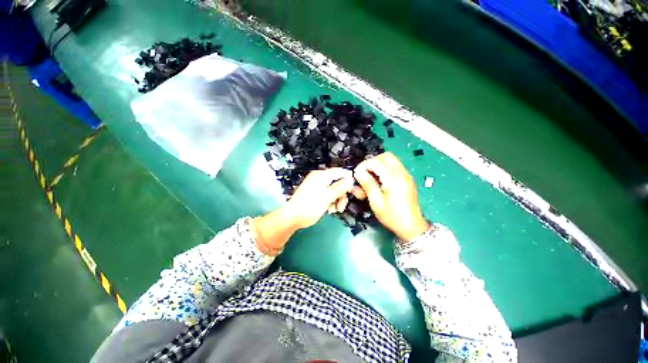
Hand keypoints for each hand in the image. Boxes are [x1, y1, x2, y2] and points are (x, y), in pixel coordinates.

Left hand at [284, 168, 354, 228]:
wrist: (293, 217)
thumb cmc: (311, 205)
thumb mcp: (328, 196)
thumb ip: (340, 187)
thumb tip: (351, 179)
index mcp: (322, 175)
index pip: (339, 172)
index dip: (349, 179)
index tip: (355, 189)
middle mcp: (320, 178)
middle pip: (338, 183)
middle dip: (342, 194)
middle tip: (343, 205)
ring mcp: (317, 187)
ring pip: (334, 191)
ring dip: (337, 200)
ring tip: (336, 210)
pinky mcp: (316, 195)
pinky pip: (328, 195)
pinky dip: (331, 202)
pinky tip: (330, 211)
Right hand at [354, 152, 428, 240]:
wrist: (412, 227)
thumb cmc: (392, 216)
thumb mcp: (376, 202)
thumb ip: (368, 184)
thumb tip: (358, 172)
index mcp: (393, 179)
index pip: (376, 162)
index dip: (364, 165)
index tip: (356, 174)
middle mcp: (402, 173)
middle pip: (385, 156)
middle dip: (372, 162)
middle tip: (364, 174)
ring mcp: (406, 175)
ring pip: (391, 160)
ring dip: (378, 165)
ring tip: (370, 177)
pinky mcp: (407, 179)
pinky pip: (395, 166)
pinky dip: (385, 169)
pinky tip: (379, 181)